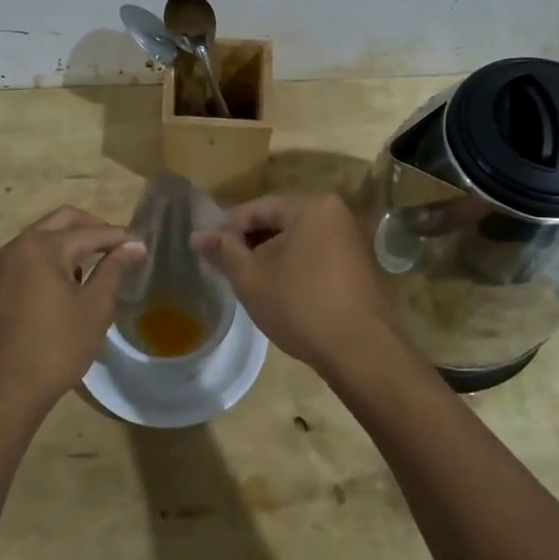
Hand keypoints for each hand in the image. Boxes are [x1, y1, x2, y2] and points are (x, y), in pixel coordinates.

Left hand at [0, 206, 143, 410]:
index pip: (90, 232)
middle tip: (115, 246)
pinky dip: (47, 262)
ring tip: (91, 269)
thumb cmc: (57, 346)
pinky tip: (62, 289)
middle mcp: (18, 247)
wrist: (3, 389)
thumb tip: (134, 245)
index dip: (118, 237)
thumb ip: (113, 269)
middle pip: (61, 221)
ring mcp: (0, 268)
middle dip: (91, 228)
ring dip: (67, 244)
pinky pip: (25, 261)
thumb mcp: (94, 307)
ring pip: (40, 239)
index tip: (140, 245)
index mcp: (43, 246)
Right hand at [192, 193, 403, 374]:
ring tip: (244, 278)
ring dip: (270, 256)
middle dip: (249, 242)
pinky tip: (276, 290)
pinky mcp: (359, 268)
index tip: (205, 246)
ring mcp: (353, 242)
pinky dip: (293, 267)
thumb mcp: (251, 278)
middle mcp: (338, 215)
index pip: (259, 207)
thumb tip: (196, 235)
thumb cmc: (300, 305)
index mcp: (313, 207)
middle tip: (221, 263)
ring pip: (298, 241)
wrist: (362, 352)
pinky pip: (316, 257)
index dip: (227, 226)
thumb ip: (223, 251)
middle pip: (281, 222)